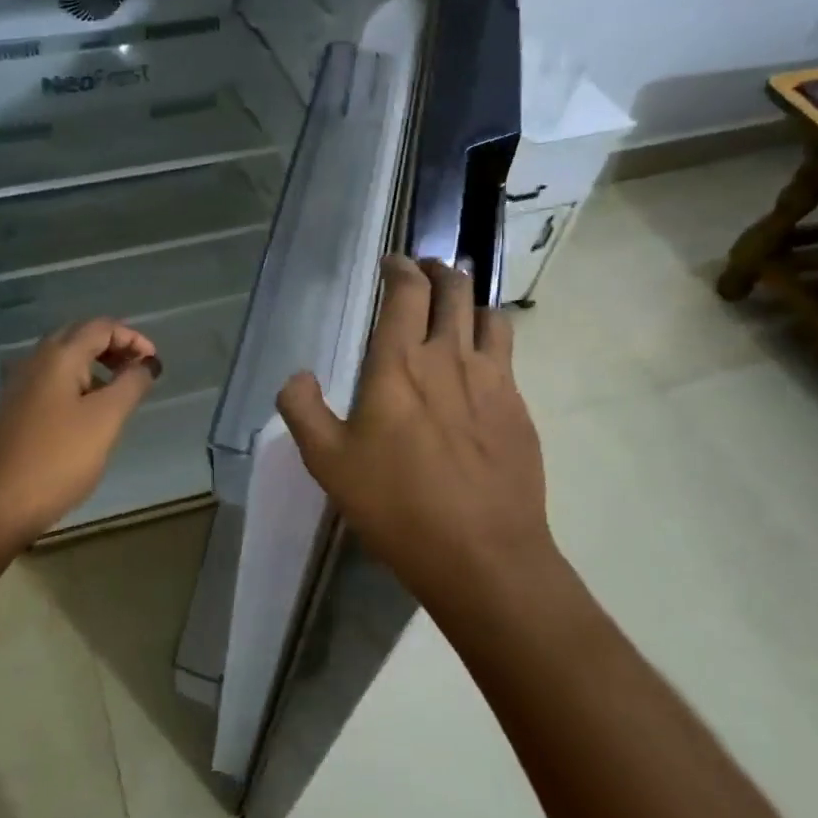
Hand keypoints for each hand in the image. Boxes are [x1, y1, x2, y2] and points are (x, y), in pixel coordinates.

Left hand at [0, 318, 160, 548]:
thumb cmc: (57, 459)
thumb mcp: (105, 420)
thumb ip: (130, 385)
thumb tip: (146, 363)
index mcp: (58, 357)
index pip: (100, 327)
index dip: (132, 338)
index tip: (154, 363)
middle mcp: (34, 362)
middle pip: (78, 337)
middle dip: (113, 347)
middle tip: (138, 370)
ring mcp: (18, 387)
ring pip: (63, 361)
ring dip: (95, 367)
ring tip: (119, 393)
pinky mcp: (12, 412)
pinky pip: (50, 384)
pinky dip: (76, 386)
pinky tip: (87, 415)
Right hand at [277, 256, 556, 608]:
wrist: (482, 555)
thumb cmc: (397, 505)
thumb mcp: (329, 463)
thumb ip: (303, 411)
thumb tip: (297, 377)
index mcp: (400, 364)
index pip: (406, 292)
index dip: (400, 268)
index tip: (392, 262)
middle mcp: (451, 358)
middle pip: (455, 290)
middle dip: (440, 270)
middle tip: (427, 270)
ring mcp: (494, 381)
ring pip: (490, 317)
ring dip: (471, 302)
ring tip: (459, 309)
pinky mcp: (520, 409)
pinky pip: (507, 356)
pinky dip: (491, 342)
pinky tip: (480, 367)